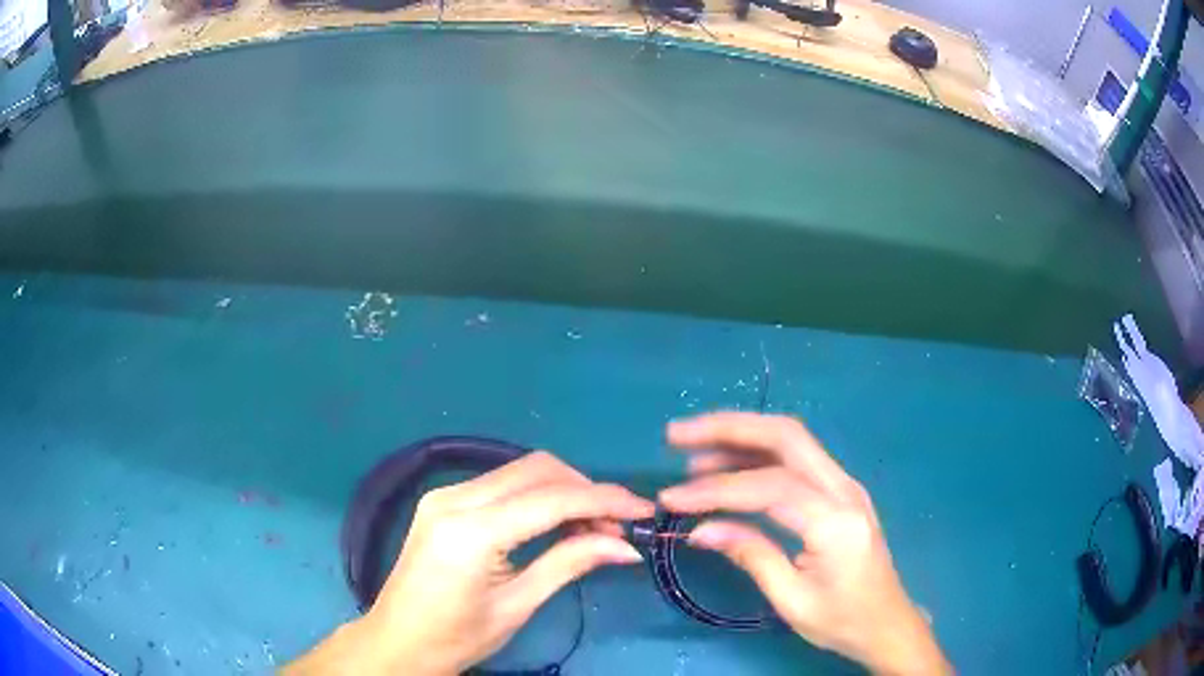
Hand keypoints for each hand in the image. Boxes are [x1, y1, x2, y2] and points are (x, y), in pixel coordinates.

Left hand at [286, 451, 654, 675]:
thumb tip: (626, 546)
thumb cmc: (456, 636)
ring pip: (520, 471)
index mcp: (471, 531)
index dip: (604, 499)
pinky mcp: (442, 501)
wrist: (397, 641)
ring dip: (563, 490)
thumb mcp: (517, 605)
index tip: (644, 510)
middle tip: (617, 526)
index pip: (552, 498)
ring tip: (593, 527)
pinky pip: (501, 485)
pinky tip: (555, 521)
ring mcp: (444, 495)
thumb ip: (569, 563)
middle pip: (537, 470)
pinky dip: (537, 496)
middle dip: (585, 490)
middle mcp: (455, 498)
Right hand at [659, 412, 949, 674]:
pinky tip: (728, 466)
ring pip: (791, 440)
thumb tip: (700, 530)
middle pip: (786, 437)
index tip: (673, 498)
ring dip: (740, 437)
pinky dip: (758, 455)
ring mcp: (846, 485)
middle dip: (728, 429)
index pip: (770, 487)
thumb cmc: (842, 620)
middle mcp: (845, 489)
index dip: (717, 489)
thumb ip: (750, 556)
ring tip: (692, 451)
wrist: (887, 623)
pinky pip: (797, 460)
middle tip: (678, 435)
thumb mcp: (792, 600)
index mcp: (836, 522)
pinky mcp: (840, 491)